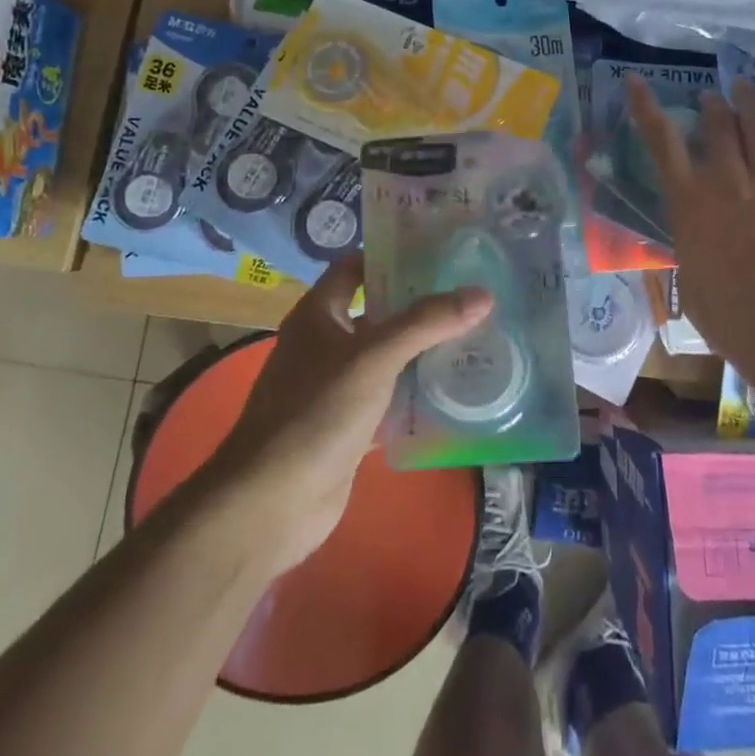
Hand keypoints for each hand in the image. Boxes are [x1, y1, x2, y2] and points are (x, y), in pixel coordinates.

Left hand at [208, 257, 492, 573]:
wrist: (271, 503)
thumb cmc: (317, 412)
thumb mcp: (375, 357)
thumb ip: (427, 323)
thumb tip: (483, 294)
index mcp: (318, 314)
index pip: (354, 267)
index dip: (390, 255)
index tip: (438, 252)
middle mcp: (324, 344)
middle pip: (376, 312)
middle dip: (418, 305)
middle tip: (469, 294)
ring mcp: (334, 387)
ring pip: (385, 357)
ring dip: (422, 350)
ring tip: (474, 335)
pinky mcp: (347, 426)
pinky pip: (388, 399)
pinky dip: (415, 395)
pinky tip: (454, 391)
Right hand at [627, 75, 754, 375]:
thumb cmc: (730, 317)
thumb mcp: (690, 278)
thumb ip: (689, 244)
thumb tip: (691, 235)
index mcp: (689, 202)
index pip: (661, 142)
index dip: (645, 107)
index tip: (635, 81)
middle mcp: (726, 179)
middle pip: (716, 125)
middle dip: (710, 105)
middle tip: (710, 99)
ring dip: (746, 100)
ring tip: (741, 85)